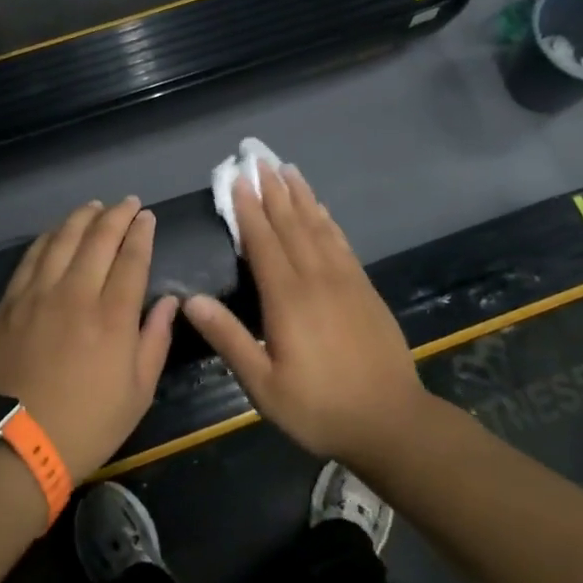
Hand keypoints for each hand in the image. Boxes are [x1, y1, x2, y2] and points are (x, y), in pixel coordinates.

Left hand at [0, 198, 178, 480]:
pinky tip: (56, 231)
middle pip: (98, 239)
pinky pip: (31, 257)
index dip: (142, 233)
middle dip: (117, 215)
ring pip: (62, 239)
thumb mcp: (138, 392)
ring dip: (82, 218)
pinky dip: (48, 237)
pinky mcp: (11, 302)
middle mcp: (76, 294)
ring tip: (95, 207)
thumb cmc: (88, 424)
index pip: (132, 259)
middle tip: (128, 203)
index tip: (147, 217)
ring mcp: (39, 294)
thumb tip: (170, 301)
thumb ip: (156, 340)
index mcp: (113, 317)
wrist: (17, 444)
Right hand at [183, 165, 424, 468]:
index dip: (247, 208)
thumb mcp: (263, 384)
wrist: (392, 422)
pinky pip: (342, 244)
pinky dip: (328, 222)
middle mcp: (316, 279)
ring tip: (288, 169)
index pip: (263, 242)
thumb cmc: (319, 408)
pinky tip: (322, 210)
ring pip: (318, 227)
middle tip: (259, 159)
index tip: (236, 178)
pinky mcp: (365, 290)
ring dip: (301, 197)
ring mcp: (345, 281)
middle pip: (291, 224)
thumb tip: (191, 300)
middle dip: (272, 191)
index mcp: (287, 299)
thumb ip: (229, 339)